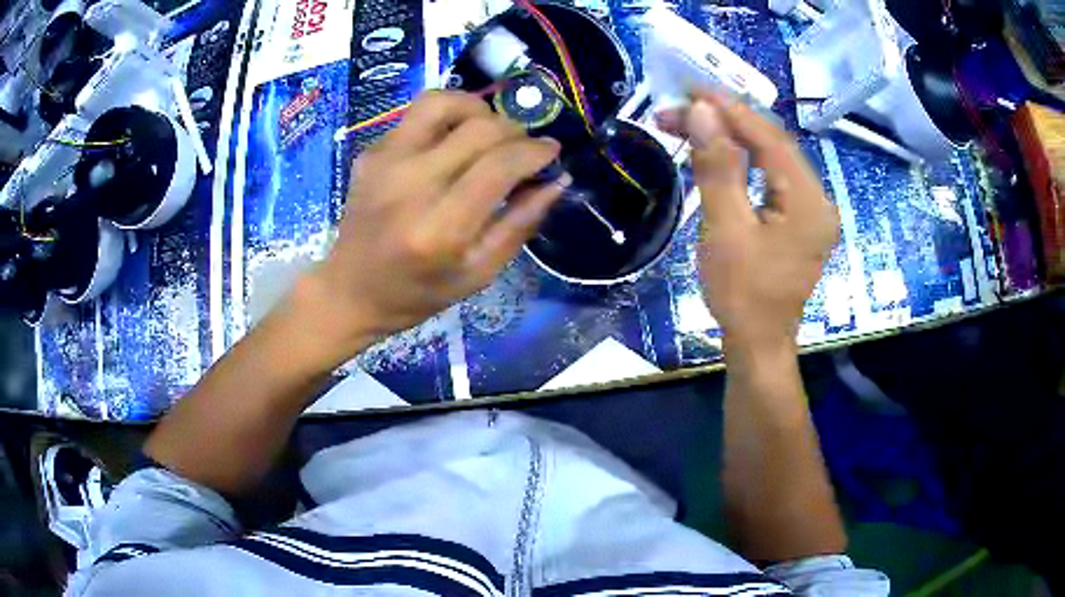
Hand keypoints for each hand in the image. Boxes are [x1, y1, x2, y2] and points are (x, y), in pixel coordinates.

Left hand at [312, 91, 564, 343]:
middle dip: (515, 132)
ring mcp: (384, 162)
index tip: (551, 153)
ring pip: (442, 102)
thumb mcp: (479, 274)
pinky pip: (418, 116)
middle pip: (479, 128)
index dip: (535, 152)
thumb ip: (520, 224)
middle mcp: (409, 184)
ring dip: (477, 110)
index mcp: (439, 229)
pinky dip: (447, 121)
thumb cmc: (417, 293)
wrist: (350, 289)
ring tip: (488, 133)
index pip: (499, 165)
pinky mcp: (371, 152)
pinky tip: (451, 146)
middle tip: (522, 151)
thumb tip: (556, 180)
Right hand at [658, 91, 838, 351]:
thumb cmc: (742, 295)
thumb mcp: (725, 229)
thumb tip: (702, 111)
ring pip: (772, 158)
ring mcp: (812, 210)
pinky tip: (719, 152)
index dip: (731, 109)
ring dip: (733, 138)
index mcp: (809, 202)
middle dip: (728, 121)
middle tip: (681, 107)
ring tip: (692, 123)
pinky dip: (744, 160)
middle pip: (773, 144)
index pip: (770, 138)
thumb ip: (717, 167)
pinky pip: (773, 177)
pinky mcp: (800, 220)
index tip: (690, 90)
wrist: (758, 344)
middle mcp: (819, 199)